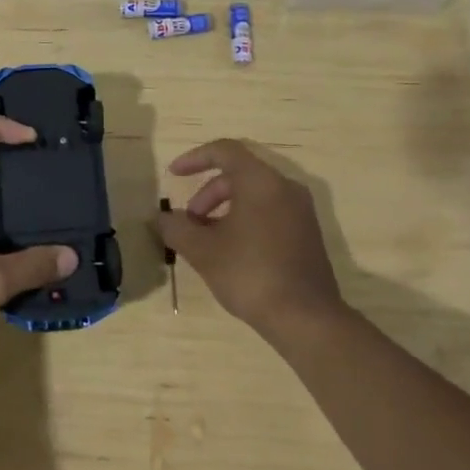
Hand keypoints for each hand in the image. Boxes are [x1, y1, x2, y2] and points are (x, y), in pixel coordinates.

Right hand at [155, 139, 345, 337]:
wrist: (306, 318)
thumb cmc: (250, 274)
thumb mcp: (203, 251)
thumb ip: (176, 228)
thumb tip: (162, 218)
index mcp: (261, 181)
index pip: (224, 151)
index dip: (195, 158)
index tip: (173, 174)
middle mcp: (285, 187)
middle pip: (239, 174)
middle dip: (208, 193)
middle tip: (189, 222)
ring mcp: (301, 211)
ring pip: (255, 195)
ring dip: (224, 209)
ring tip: (206, 240)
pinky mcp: (307, 233)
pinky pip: (270, 211)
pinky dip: (245, 219)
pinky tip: (231, 251)